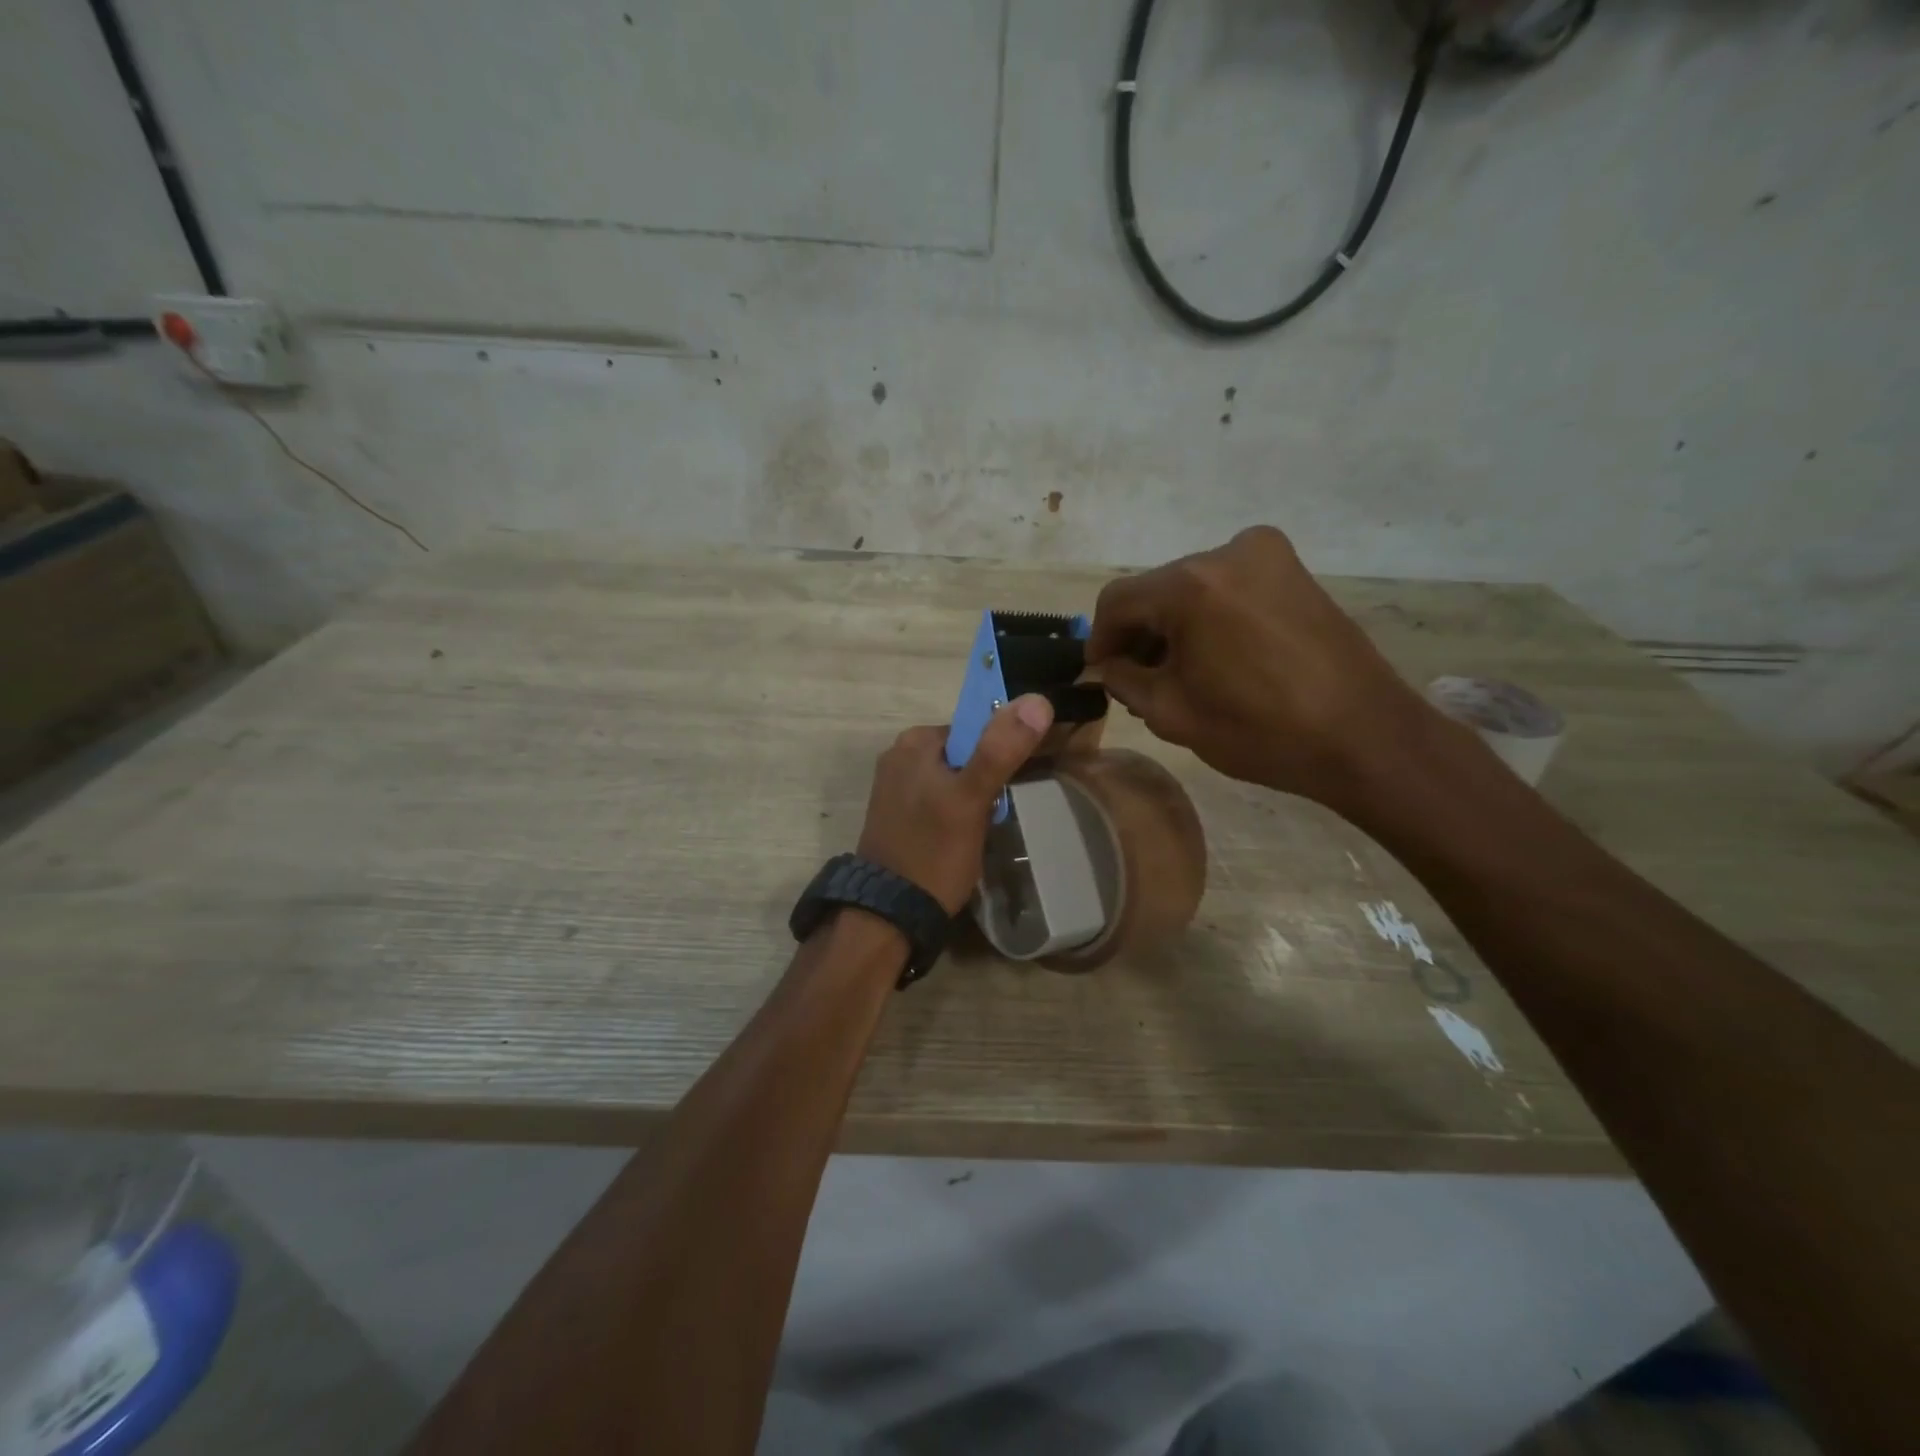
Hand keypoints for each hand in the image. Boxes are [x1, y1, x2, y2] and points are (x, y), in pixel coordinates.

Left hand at [856, 695, 1054, 912]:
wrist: (889, 914)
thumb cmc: (933, 852)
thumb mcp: (971, 799)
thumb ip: (1000, 750)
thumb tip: (1037, 699)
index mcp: (914, 741)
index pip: (974, 728)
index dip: (1001, 752)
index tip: (1014, 783)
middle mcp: (898, 756)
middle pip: (964, 754)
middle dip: (986, 780)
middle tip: (996, 813)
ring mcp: (894, 787)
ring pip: (953, 780)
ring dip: (973, 799)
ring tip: (983, 829)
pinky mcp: (896, 815)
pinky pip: (938, 800)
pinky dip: (955, 813)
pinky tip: (962, 838)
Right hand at [1087, 526, 1435, 807]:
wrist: (1363, 737)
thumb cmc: (1259, 730)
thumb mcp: (1170, 712)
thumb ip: (1123, 680)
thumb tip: (1106, 665)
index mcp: (1191, 585)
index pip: (1117, 601)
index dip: (1100, 640)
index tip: (1099, 674)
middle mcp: (1226, 552)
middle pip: (1155, 590)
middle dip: (1140, 633)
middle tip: (1139, 680)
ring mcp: (1266, 554)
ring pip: (1192, 587)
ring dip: (1175, 625)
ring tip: (1181, 672)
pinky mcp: (1293, 569)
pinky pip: (1228, 586)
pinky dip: (1209, 615)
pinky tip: (1217, 656)